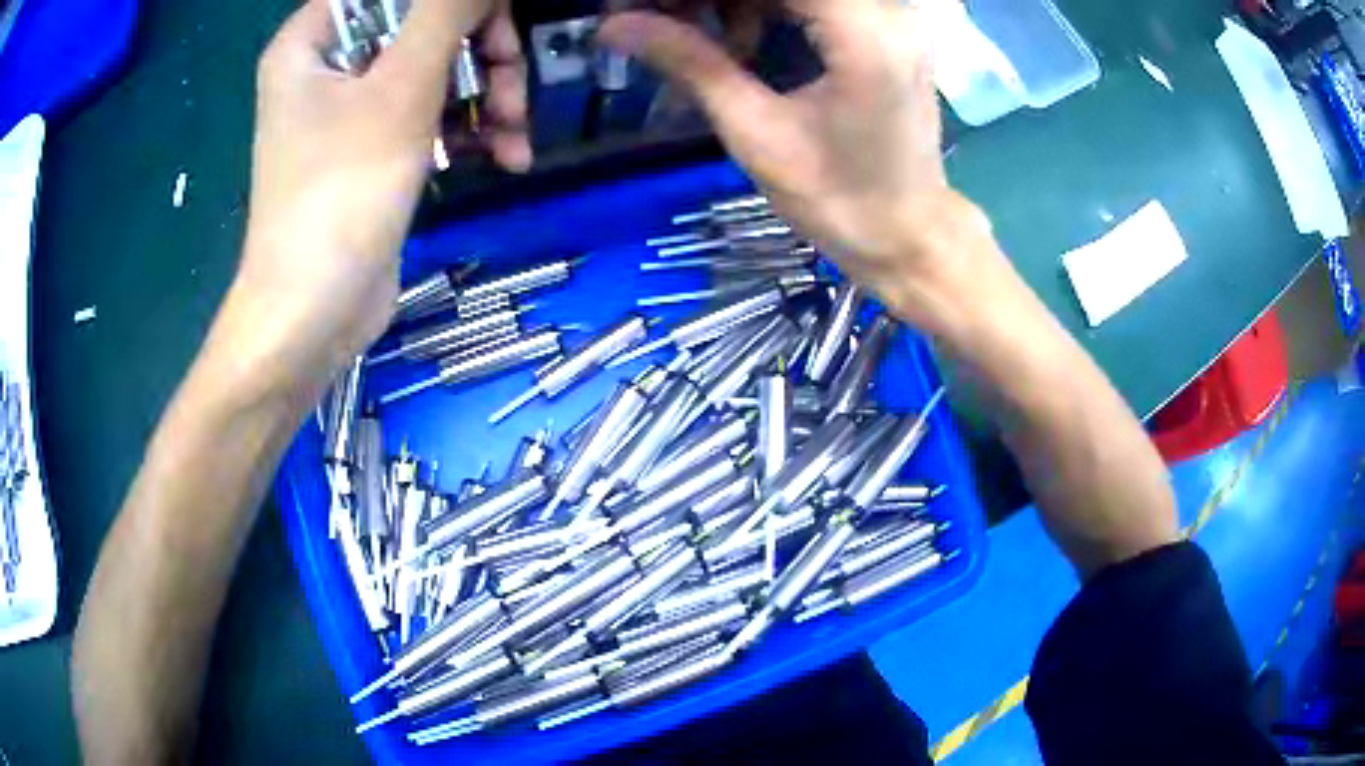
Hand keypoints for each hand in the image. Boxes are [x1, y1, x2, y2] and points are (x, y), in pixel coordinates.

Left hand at [228, 0, 529, 393]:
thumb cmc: (339, 197)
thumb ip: (447, 13)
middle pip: (424, 22)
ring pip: (438, 68)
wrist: (314, 317)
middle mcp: (330, 64)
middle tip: (513, 86)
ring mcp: (352, 108)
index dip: (455, 3)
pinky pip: (431, 113)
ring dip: (489, 95)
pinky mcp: (375, 147)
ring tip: (515, 135)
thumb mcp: (400, 89)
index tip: (493, 28)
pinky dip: (470, 129)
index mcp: (313, 39)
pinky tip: (506, 156)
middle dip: (481, 52)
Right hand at [600, 0, 991, 326]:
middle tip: (659, 20)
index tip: (651, 9)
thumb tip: (615, 25)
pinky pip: (815, 0)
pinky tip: (739, 45)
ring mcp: (892, 16)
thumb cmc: (838, 201)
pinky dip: (766, 8)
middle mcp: (888, 9)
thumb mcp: (756, 132)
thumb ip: (690, 62)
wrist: (907, 235)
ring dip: (736, 2)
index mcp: (864, 33)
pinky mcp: (886, 30)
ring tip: (692, 36)